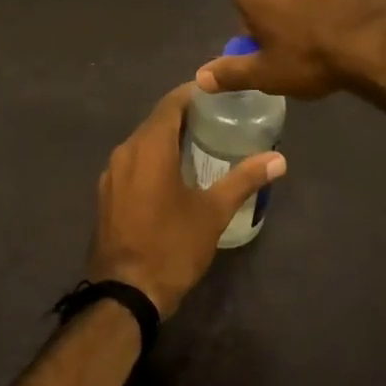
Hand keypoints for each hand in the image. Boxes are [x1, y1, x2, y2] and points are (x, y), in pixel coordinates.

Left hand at [86, 83, 286, 318]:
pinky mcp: (107, 194)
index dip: (191, 93)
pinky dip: (152, 157)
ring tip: (198, 143)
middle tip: (215, 118)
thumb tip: (279, 159)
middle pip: (155, 121)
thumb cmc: (171, 246)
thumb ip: (244, 180)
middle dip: (183, 116)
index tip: (215, 92)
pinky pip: (132, 162)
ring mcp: (111, 174)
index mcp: (149, 147)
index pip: (170, 104)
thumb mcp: (213, 213)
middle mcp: (125, 151)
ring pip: (141, 142)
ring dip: (166, 137)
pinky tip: (172, 173)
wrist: (124, 293)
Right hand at [195, 0, 385, 98]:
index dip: (256, 31)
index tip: (274, 52)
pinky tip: (351, 26)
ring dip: (308, 2)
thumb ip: (231, 73)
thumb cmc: (311, 56)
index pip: (241, 6)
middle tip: (299, 46)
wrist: (382, 38)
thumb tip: (200, 79)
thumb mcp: (267, 74)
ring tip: (328, 37)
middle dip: (279, 11)